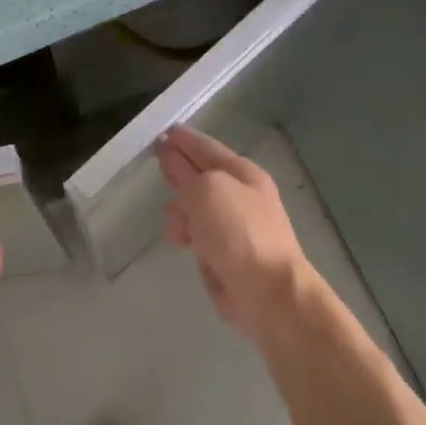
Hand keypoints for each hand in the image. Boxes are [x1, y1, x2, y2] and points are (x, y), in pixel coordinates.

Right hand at [156, 124, 310, 338]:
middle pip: (201, 175)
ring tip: (176, 225)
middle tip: (157, 162)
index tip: (163, 132)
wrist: (268, 292)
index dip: (184, 139)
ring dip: (180, 211)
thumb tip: (172, 161)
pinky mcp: (226, 253)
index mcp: (243, 173)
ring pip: (195, 207)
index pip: (207, 147)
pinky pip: (198, 233)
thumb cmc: (239, 233)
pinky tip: (184, 244)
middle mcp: (241, 195)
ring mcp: (235, 225)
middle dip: (180, 170)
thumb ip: (185, 173)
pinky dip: (188, 235)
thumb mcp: (206, 191)